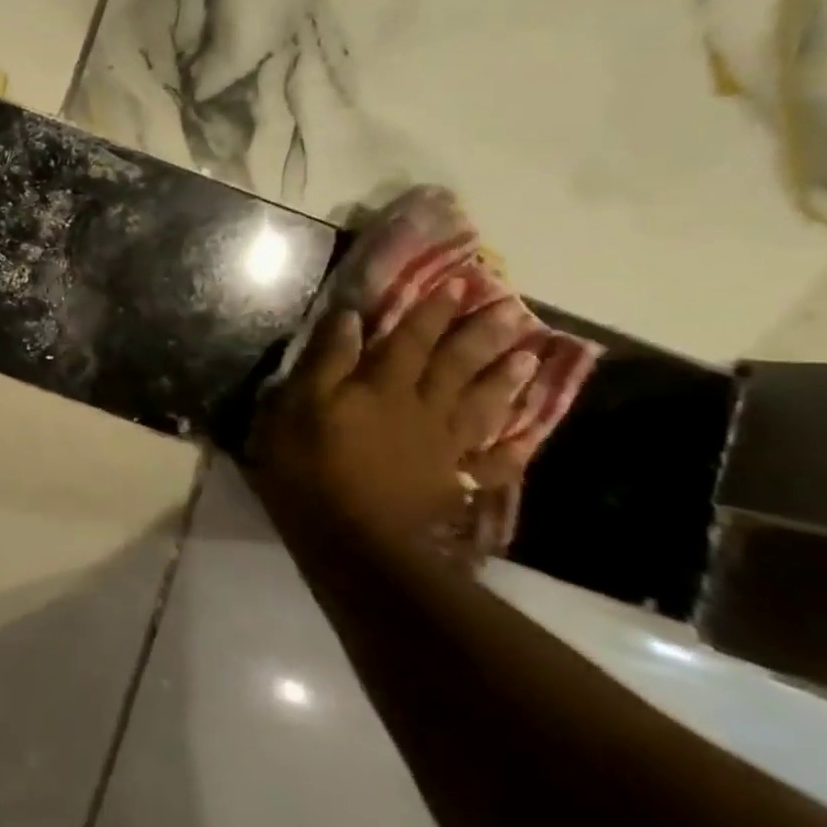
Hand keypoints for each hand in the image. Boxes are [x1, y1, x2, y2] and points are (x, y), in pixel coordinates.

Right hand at [247, 282, 536, 565]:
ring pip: (481, 406)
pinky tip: (530, 436)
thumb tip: (349, 318)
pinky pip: (490, 463)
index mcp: (381, 387)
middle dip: (479, 335)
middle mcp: (421, 409)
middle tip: (511, 310)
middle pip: (455, 366)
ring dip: (504, 379)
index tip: (461, 283)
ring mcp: (442, 449)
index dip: (432, 311)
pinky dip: (512, 448)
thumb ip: (325, 362)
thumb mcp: (296, 407)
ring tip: (530, 356)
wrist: (353, 542)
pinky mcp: (451, 485)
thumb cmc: (310, 468)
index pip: (409, 339)